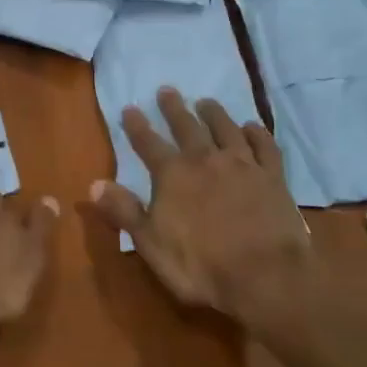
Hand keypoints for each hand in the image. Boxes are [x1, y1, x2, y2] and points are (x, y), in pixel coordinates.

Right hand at [90, 88, 316, 334]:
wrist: (265, 276)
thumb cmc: (201, 266)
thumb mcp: (151, 244)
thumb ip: (124, 211)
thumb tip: (94, 184)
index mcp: (173, 175)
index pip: (148, 143)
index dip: (136, 125)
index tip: (129, 108)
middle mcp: (205, 160)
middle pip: (187, 127)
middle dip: (174, 108)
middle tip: (167, 90)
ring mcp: (242, 165)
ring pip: (225, 128)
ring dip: (214, 113)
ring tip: (206, 101)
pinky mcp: (272, 176)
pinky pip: (264, 146)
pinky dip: (257, 133)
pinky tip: (252, 126)